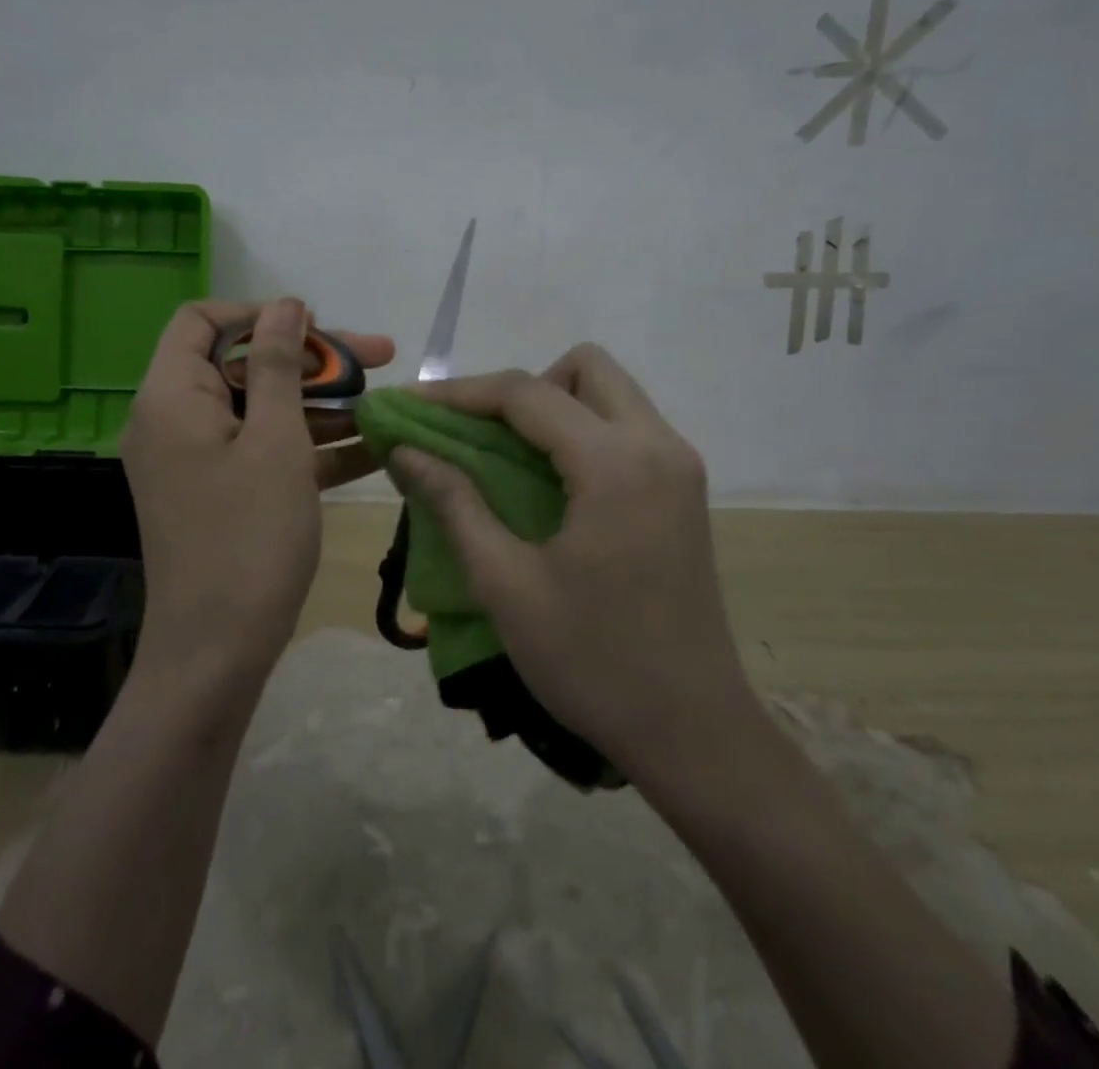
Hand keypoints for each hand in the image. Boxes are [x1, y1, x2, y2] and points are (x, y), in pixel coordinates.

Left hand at [122, 298, 395, 681]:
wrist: (218, 653)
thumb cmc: (248, 536)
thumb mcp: (275, 440)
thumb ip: (278, 365)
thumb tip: (285, 305)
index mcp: (172, 396)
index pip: (203, 321)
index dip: (261, 314)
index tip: (316, 327)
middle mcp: (176, 421)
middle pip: (244, 365)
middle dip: (314, 360)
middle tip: (381, 356)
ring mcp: (200, 460)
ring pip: (263, 409)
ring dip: (323, 404)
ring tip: (389, 403)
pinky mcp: (223, 493)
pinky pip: (266, 451)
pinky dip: (312, 445)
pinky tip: (374, 446)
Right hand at [388, 344, 753, 778]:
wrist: (692, 731)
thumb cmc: (592, 661)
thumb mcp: (506, 584)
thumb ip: (453, 503)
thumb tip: (405, 451)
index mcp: (615, 464)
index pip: (526, 393)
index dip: (460, 393)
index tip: (410, 405)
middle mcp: (658, 445)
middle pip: (585, 367)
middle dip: (522, 389)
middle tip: (481, 436)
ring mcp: (679, 466)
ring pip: (610, 393)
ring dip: (554, 406)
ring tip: (509, 458)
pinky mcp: (684, 490)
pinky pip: (626, 428)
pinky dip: (581, 432)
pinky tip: (550, 482)